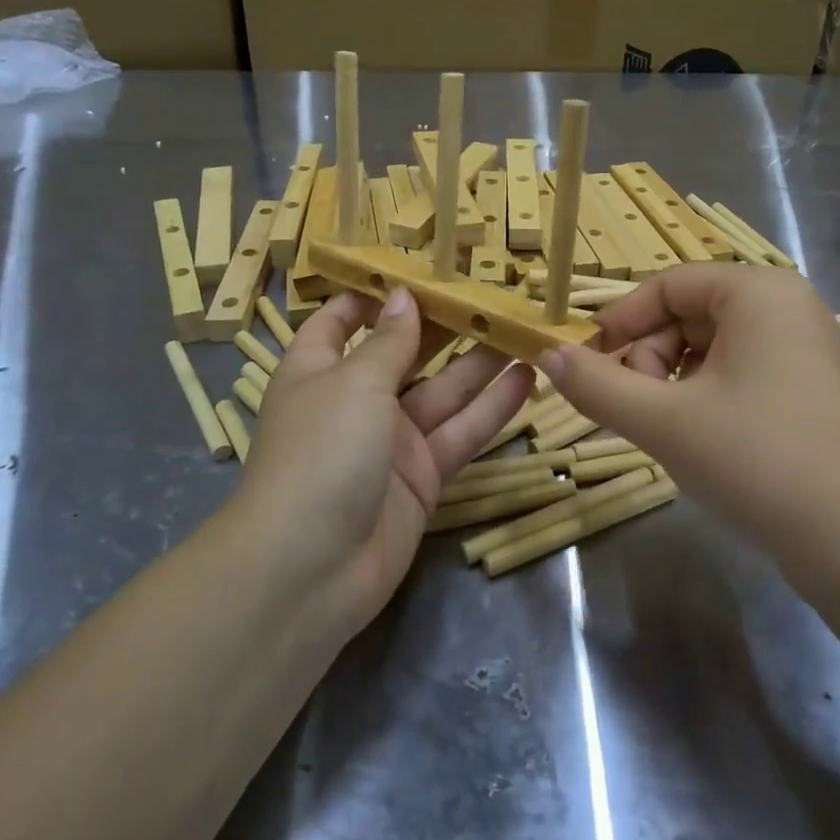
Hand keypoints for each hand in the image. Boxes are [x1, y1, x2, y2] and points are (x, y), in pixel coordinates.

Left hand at [238, 286, 534, 632]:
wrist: (311, 570)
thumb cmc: (321, 452)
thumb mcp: (354, 384)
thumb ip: (389, 341)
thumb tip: (403, 295)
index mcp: (319, 371)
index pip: (339, 322)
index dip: (371, 296)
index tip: (415, 269)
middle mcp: (355, 402)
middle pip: (404, 354)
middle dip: (443, 325)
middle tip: (492, 292)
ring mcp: (391, 442)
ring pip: (443, 393)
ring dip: (480, 362)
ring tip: (523, 327)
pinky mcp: (423, 478)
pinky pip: (460, 433)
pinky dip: (492, 409)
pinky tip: (527, 379)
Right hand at [540, 264, 839, 558]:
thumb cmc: (756, 460)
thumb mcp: (662, 420)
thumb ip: (596, 384)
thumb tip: (546, 356)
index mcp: (757, 292)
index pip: (666, 286)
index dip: (619, 322)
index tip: (586, 364)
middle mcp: (785, 307)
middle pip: (686, 316)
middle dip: (648, 361)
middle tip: (634, 411)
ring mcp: (802, 349)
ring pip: (708, 350)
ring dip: (671, 385)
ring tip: (666, 433)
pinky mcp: (808, 390)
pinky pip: (736, 375)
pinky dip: (703, 399)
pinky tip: (699, 442)